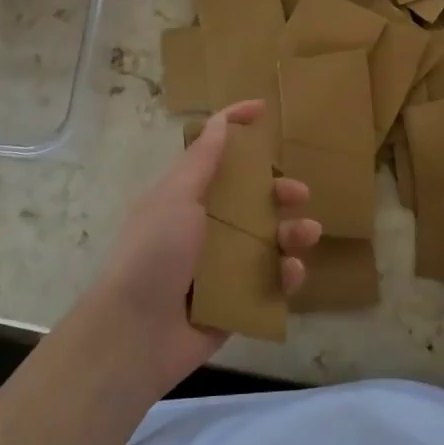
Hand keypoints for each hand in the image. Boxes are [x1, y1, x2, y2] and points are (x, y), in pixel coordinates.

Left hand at [78, 101, 316, 394]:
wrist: (136, 333)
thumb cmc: (153, 253)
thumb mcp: (175, 196)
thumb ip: (203, 160)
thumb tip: (220, 119)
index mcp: (188, 197)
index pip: (215, 153)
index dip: (236, 127)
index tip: (263, 110)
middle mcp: (206, 227)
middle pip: (251, 199)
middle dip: (278, 191)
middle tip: (298, 192)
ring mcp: (222, 266)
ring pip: (268, 240)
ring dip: (292, 232)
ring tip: (307, 234)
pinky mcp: (237, 301)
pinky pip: (270, 282)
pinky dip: (285, 275)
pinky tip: (292, 272)